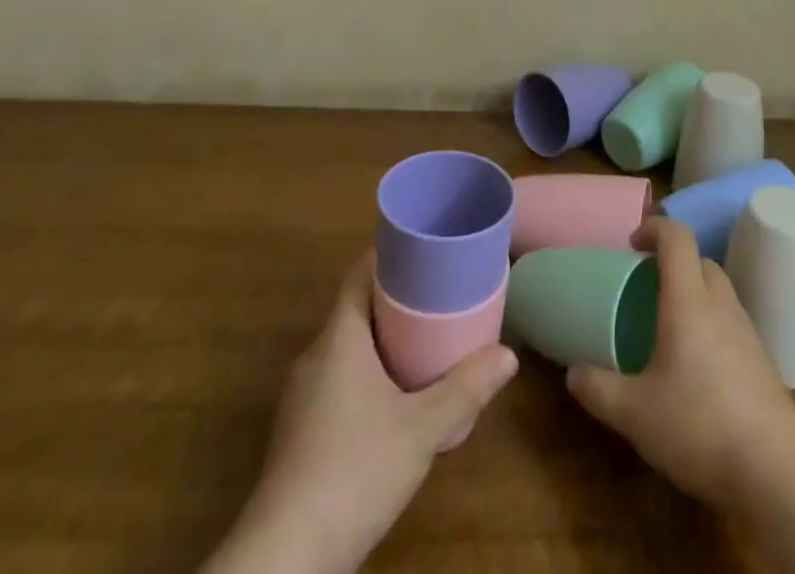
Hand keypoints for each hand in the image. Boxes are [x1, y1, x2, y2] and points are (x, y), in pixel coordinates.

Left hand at [205, 253, 518, 573]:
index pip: (361, 274)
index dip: (391, 255)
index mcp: (340, 337)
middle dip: (397, 298)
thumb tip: (509, 355)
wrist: (285, 559)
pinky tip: (395, 397)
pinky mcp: (300, 431)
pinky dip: (368, 372)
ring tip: (426, 341)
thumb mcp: (421, 429)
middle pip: (357, 307)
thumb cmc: (354, 472)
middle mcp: (316, 355)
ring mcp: (302, 395)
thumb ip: (466, 390)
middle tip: (440, 295)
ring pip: (347, 346)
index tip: (426, 250)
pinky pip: (338, 378)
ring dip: (383, 338)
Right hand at [567, 216, 794, 507]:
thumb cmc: (699, 425)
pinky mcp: (763, 362)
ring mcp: (747, 332)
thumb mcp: (634, 413)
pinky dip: (712, 326)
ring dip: (695, 294)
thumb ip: (598, 388)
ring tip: (669, 328)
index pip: (677, 237)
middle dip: (673, 263)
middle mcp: (721, 304)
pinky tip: (698, 368)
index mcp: (689, 300)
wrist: (777, 472)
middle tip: (646, 287)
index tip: (632, 245)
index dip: (654, 228)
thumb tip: (572, 372)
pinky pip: (732, 323)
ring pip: (719, 291)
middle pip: (700, 260)